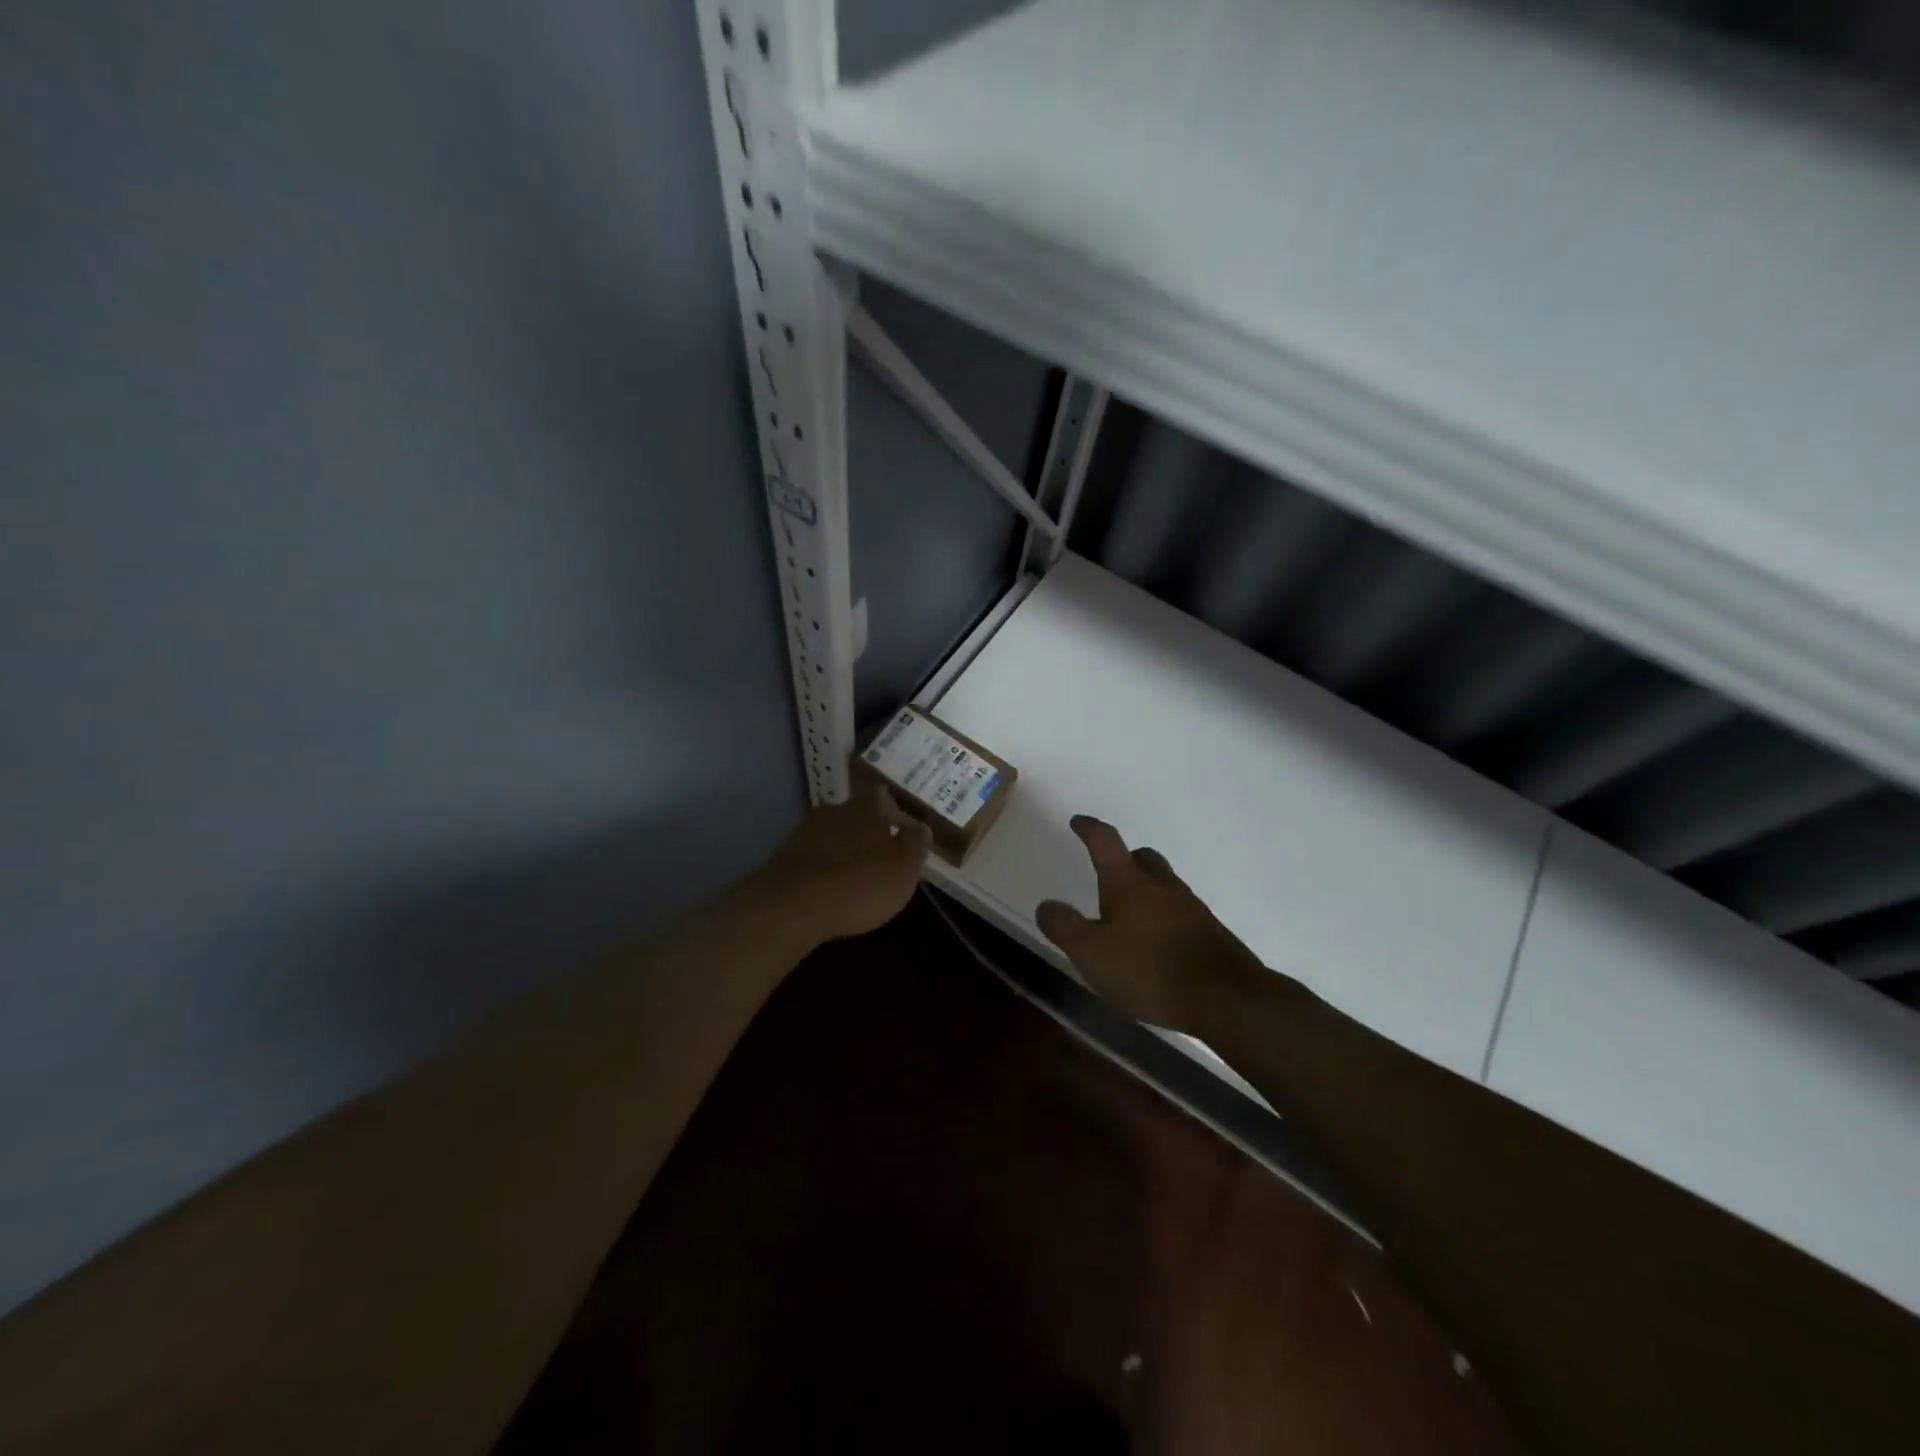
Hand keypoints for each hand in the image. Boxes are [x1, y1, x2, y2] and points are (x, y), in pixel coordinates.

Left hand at [748, 777, 933, 948]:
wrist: (791, 906)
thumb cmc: (859, 884)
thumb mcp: (903, 869)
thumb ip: (915, 845)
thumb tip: (920, 827)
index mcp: (867, 807)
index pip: (881, 793)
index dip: (892, 808)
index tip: (900, 826)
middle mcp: (834, 810)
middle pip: (856, 814)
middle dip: (868, 832)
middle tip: (881, 856)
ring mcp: (805, 832)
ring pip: (833, 835)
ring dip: (844, 850)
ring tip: (854, 877)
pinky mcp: (784, 857)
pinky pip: (813, 857)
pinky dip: (823, 868)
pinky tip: (828, 890)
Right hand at [1036, 816, 1261, 1032]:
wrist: (1225, 998)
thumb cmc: (1148, 969)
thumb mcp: (1091, 953)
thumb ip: (1065, 927)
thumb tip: (1046, 904)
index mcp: (1128, 882)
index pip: (1105, 841)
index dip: (1089, 829)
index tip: (1078, 822)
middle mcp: (1161, 885)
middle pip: (1142, 857)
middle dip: (1124, 859)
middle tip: (1108, 872)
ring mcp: (1190, 907)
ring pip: (1163, 884)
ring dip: (1145, 889)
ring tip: (1128, 913)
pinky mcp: (1209, 932)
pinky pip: (1179, 911)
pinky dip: (1162, 916)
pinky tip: (1155, 942)